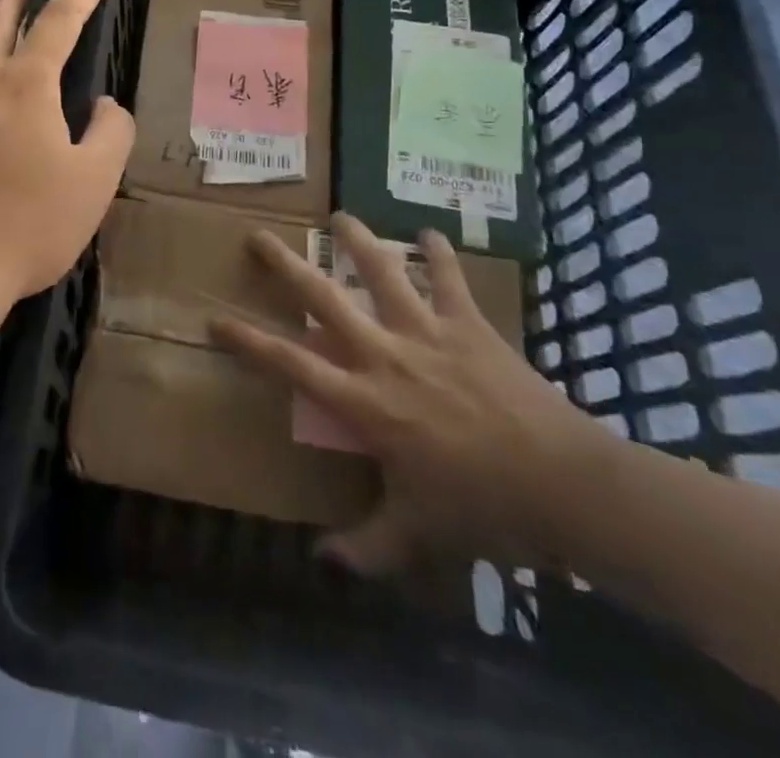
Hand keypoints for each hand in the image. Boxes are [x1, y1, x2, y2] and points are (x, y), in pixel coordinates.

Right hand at [212, 215, 612, 573]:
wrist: (563, 484)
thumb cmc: (481, 508)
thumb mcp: (418, 535)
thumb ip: (367, 548)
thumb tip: (323, 563)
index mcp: (364, 402)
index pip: (290, 363)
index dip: (248, 341)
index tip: (215, 320)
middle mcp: (385, 355)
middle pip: (323, 299)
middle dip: (285, 265)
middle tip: (258, 237)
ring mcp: (427, 333)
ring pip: (382, 273)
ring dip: (357, 241)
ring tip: (338, 216)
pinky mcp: (469, 324)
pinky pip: (449, 279)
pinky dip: (439, 253)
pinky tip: (429, 232)